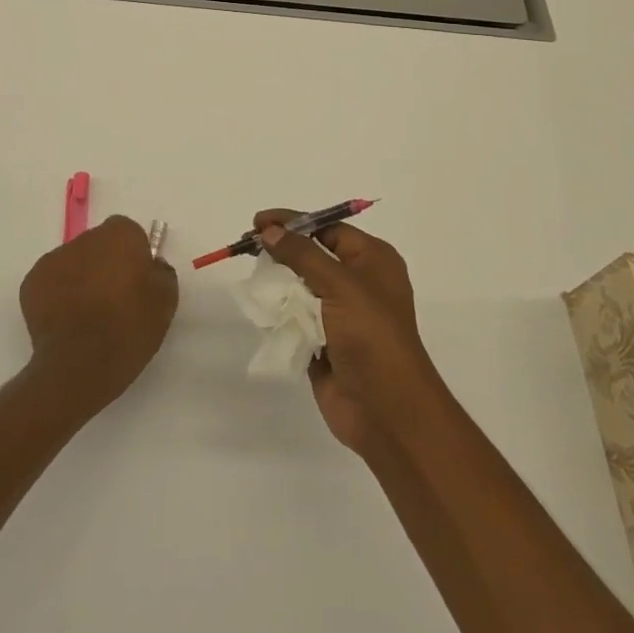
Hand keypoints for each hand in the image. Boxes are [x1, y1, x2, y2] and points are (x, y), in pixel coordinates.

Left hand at [19, 215, 178, 413]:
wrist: (80, 364)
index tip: (136, 281)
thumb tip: (151, 266)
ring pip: (73, 263)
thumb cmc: (129, 329)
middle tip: (113, 299)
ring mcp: (54, 259)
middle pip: (98, 245)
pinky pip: (51, 283)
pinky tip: (67, 322)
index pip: (128, 232)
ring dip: (80, 279)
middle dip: (104, 264)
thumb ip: (161, 273)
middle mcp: (85, 238)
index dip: (133, 255)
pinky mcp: (31, 283)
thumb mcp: (165, 302)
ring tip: (87, 315)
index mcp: (120, 235)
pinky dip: (58, 296)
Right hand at [254, 209, 444, 454]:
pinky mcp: (325, 343)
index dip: (293, 222)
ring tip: (252, 279)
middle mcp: (359, 283)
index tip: (258, 221)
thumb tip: (268, 230)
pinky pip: (297, 318)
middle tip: (247, 246)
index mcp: (373, 260)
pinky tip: (260, 308)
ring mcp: (342, 315)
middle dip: (281, 251)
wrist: (386, 410)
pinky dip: (280, 313)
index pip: (327, 228)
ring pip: (301, 287)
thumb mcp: (339, 283)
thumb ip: (301, 254)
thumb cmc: (371, 335)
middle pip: (312, 256)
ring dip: (278, 283)